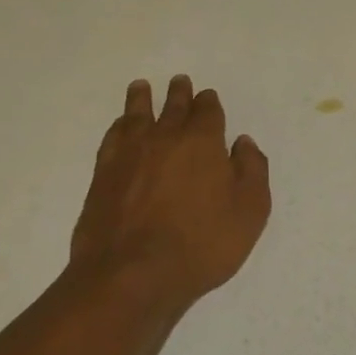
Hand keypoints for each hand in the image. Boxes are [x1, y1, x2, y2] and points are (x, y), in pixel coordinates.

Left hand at [71, 76, 270, 308]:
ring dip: (142, 99)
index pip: (207, 112)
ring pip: (136, 115)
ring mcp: (129, 154)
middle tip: (179, 82)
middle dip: (179, 94)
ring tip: (141, 87)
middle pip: (172, 107)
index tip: (208, 97)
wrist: (133, 273)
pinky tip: (121, 126)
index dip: (209, 103)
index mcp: (203, 143)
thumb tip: (243, 143)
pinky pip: (112, 137)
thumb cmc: (202, 244)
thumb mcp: (250, 212)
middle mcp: (165, 138)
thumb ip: (252, 171)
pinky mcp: (103, 174)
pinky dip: (119, 126)